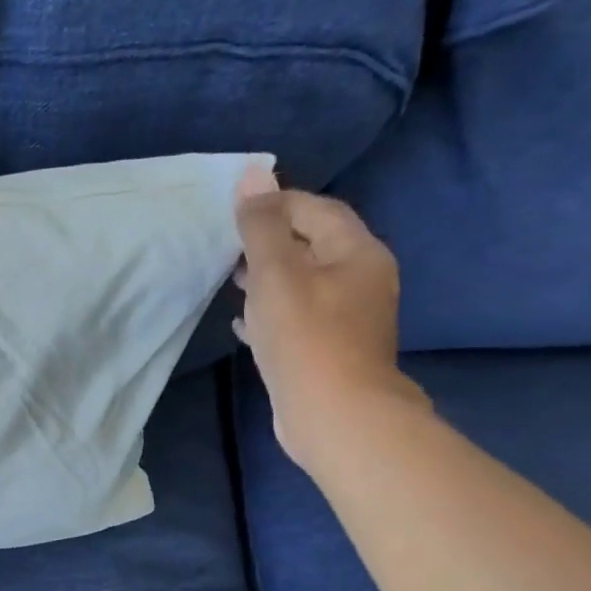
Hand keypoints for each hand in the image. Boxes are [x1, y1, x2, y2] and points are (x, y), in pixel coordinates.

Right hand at [233, 185, 429, 471]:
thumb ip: (261, 226)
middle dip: (270, 242)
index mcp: (358, 252)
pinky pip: (299, 317)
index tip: (233, 214)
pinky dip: (272, 312)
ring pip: (304, 283)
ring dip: (268, 278)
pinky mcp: (331, 349)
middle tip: (227, 248)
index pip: (315, 210)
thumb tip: (252, 174)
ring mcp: (349, 318)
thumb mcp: (276, 274)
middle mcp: (362, 278)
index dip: (274, 204)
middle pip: (312, 245)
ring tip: (231, 281)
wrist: (335, 416)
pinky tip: (244, 323)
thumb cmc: (306, 338)